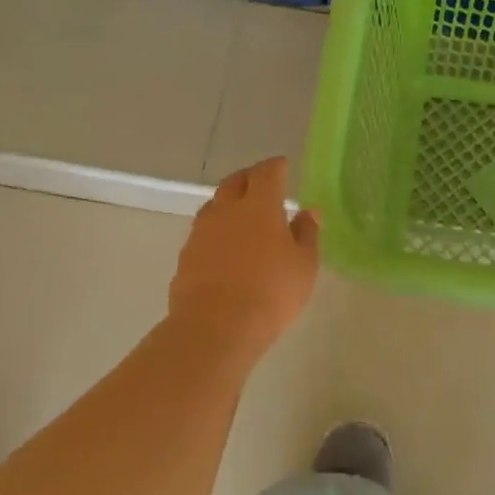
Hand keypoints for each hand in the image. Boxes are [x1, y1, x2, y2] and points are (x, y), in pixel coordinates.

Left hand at [169, 157, 319, 359]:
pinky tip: (225, 246)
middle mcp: (226, 210)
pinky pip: (203, 232)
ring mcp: (201, 232)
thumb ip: (307, 234)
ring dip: (229, 203)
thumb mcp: (304, 265)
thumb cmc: (271, 292)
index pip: (267, 173)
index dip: (276, 167)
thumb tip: (309, 211)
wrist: (215, 327)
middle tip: (262, 184)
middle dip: (250, 178)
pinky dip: (216, 231)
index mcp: (259, 206)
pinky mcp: (186, 256)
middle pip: (235, 182)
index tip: (284, 166)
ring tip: (242, 215)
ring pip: (215, 205)